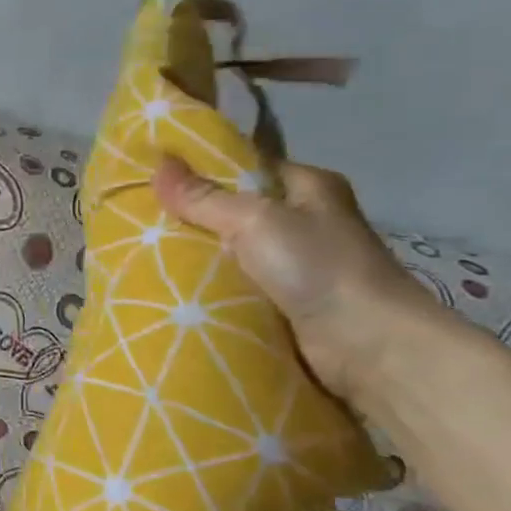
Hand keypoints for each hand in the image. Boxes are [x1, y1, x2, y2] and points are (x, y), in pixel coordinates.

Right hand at [152, 155, 430, 404]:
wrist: (370, 348)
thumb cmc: (318, 268)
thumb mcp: (254, 220)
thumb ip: (203, 197)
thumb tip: (158, 163)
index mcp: (309, 187)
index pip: (247, 166)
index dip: (203, 168)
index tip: (155, 173)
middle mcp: (306, 222)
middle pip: (234, 210)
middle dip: (192, 215)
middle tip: (140, 215)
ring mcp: (298, 265)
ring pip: (231, 251)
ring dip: (198, 255)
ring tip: (143, 249)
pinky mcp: (287, 304)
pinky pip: (235, 286)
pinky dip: (209, 287)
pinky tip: (172, 285)